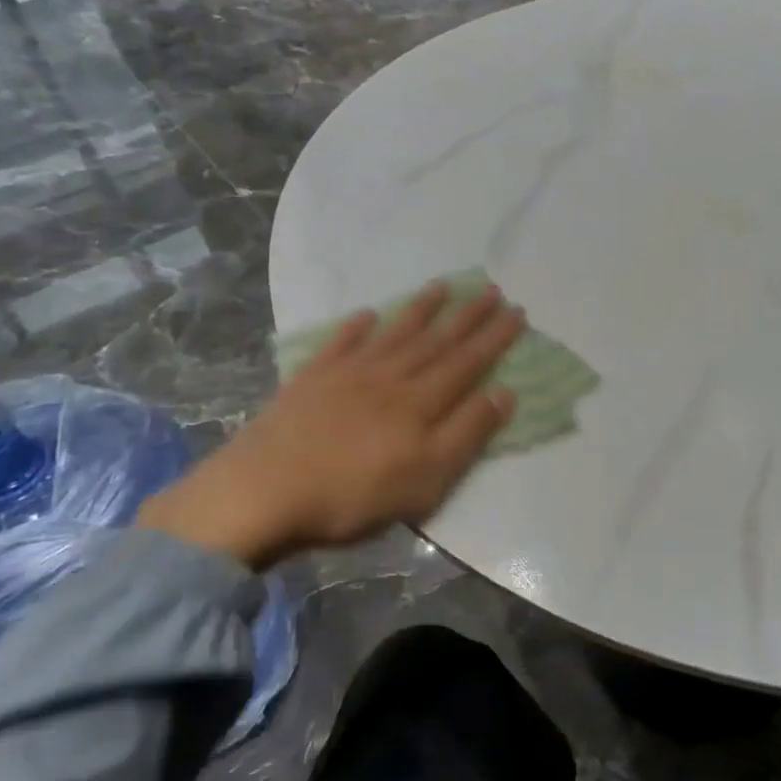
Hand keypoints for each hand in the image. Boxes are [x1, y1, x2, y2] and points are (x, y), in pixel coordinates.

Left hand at [139, 280, 524, 568]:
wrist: (264, 491)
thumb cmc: (353, 494)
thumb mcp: (426, 477)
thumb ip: (467, 433)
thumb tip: (504, 393)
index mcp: (420, 402)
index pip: (467, 362)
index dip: (494, 337)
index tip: (517, 312)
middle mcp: (390, 377)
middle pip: (436, 341)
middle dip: (468, 316)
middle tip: (492, 290)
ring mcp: (348, 374)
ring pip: (394, 333)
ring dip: (421, 309)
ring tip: (442, 286)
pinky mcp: (311, 380)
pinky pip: (340, 344)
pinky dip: (356, 327)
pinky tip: (367, 314)